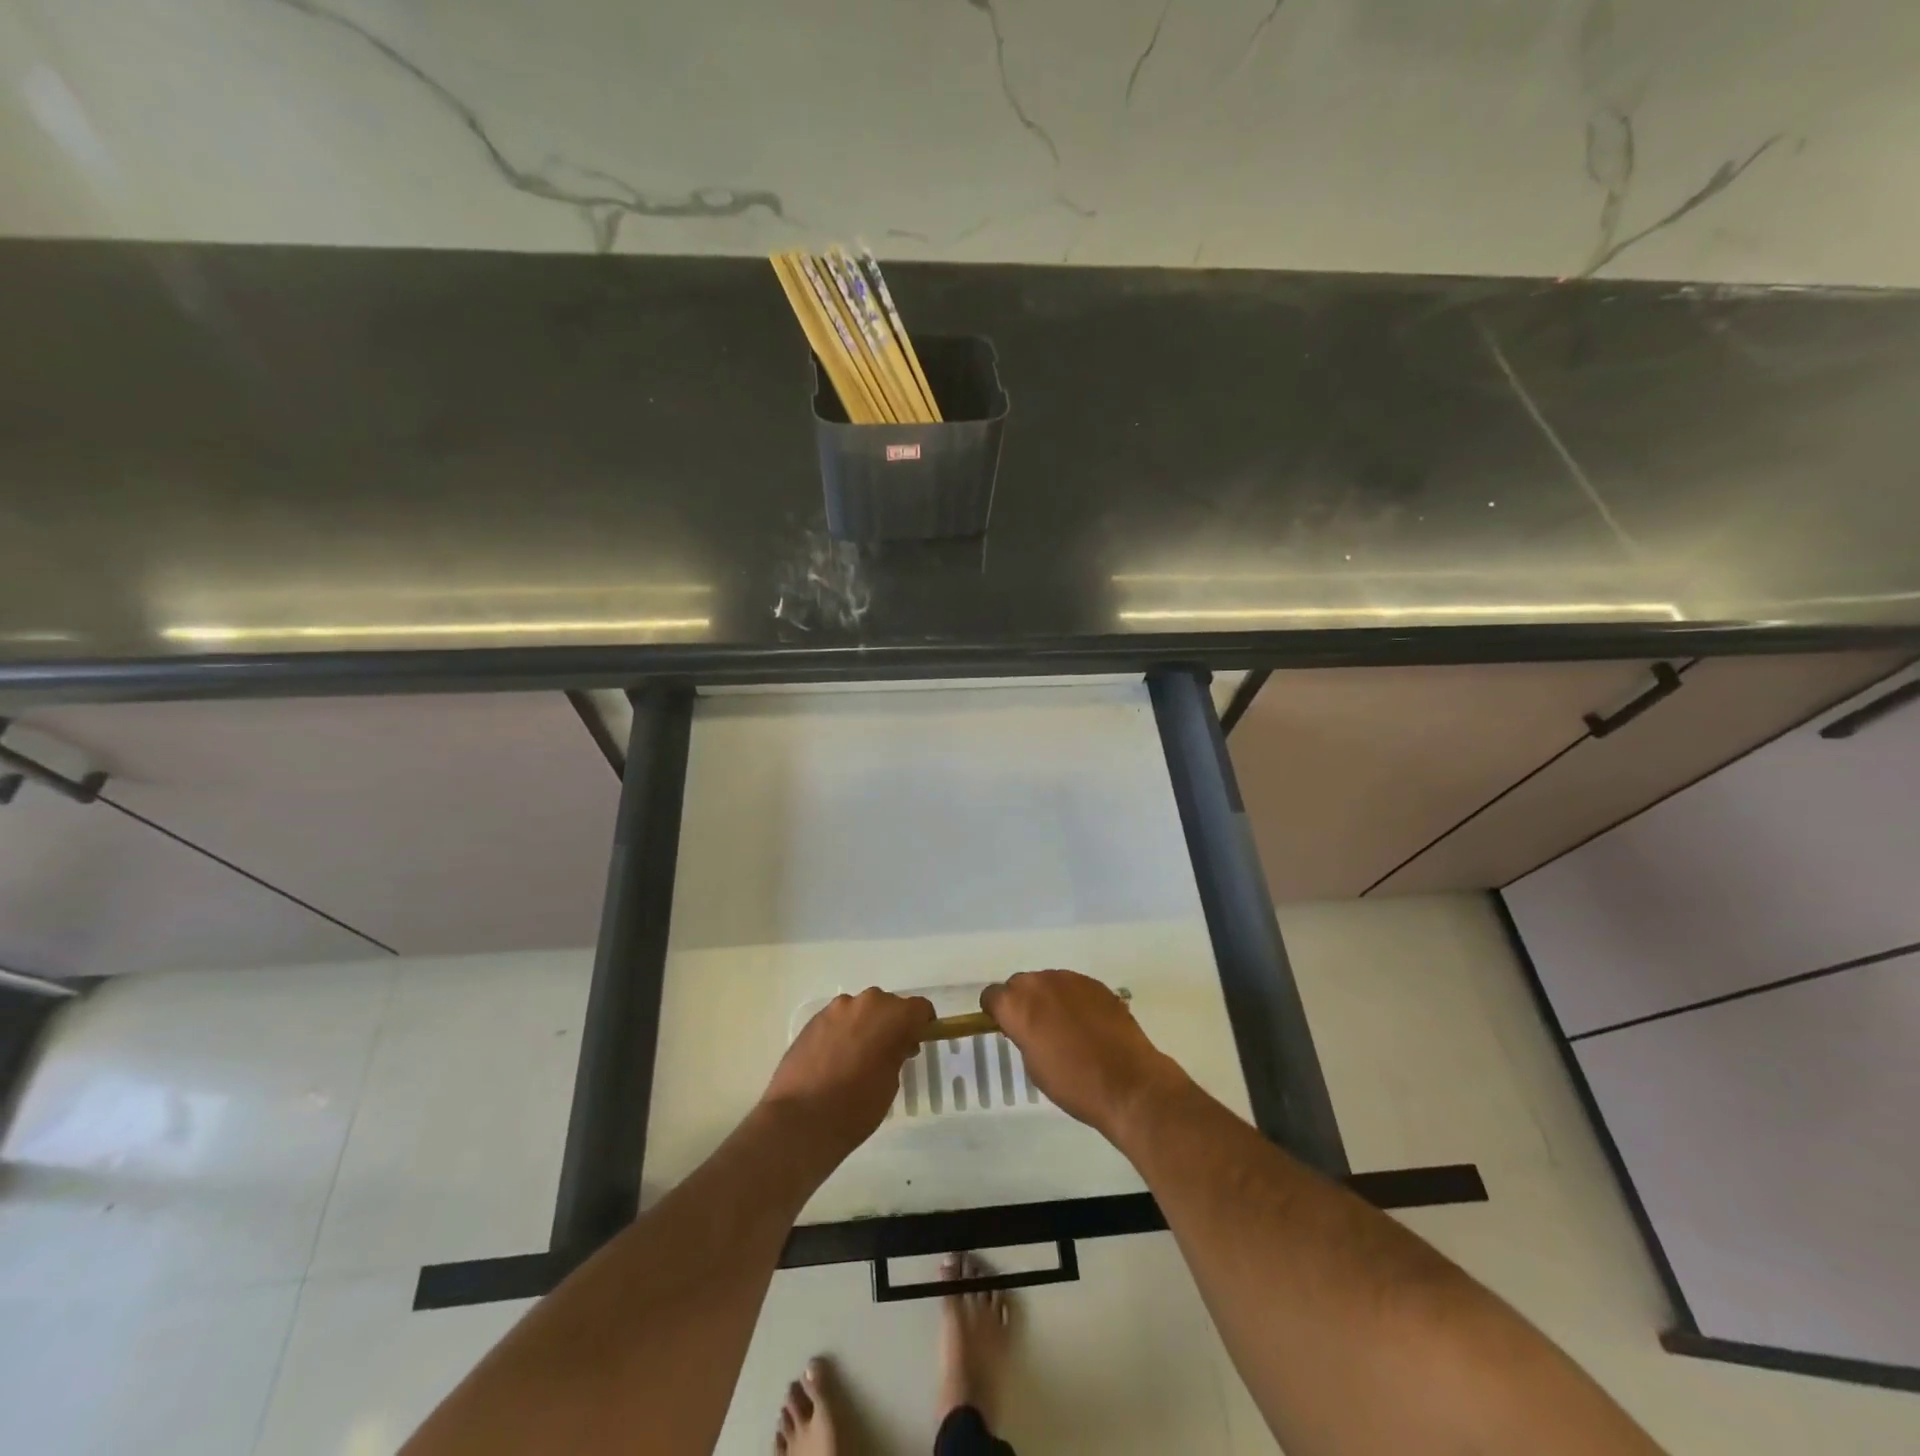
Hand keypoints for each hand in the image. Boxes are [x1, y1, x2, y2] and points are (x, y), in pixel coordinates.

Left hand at [761, 988, 932, 1161]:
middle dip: (892, 1024)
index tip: (919, 1041)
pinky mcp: (813, 1020)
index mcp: (892, 1016)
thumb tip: (894, 1045)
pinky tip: (836, 1060)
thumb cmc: (856, 1106)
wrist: (801, 1119)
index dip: (922, 1024)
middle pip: (888, 1005)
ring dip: (865, 1026)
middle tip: (889, 1053)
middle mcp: (865, 1003)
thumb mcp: (891, 1082)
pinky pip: (838, 1020)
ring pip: (860, 1010)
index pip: (919, 1008)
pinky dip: (843, 1032)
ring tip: (858, 1058)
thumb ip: (896, 1053)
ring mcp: (835, 1009)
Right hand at [981, 970, 1185, 1137]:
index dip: (996, 1011)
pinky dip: (1074, 1000)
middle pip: (1020, 984)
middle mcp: (1040, 982)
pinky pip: (1074, 987)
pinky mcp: (1096, 984)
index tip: (1006, 1027)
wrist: (1127, 1082)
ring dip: (1049, 998)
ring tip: (1065, 1027)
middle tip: (1036, 1029)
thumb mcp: (1033, 1065)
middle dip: (1023, 1002)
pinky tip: (1088, 1024)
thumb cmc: (1072, 1083)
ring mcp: (1071, 979)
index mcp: (1017, 1004)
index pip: (992, 995)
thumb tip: (1028, 1026)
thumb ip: (1023, 1035)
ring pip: (1048, 982)